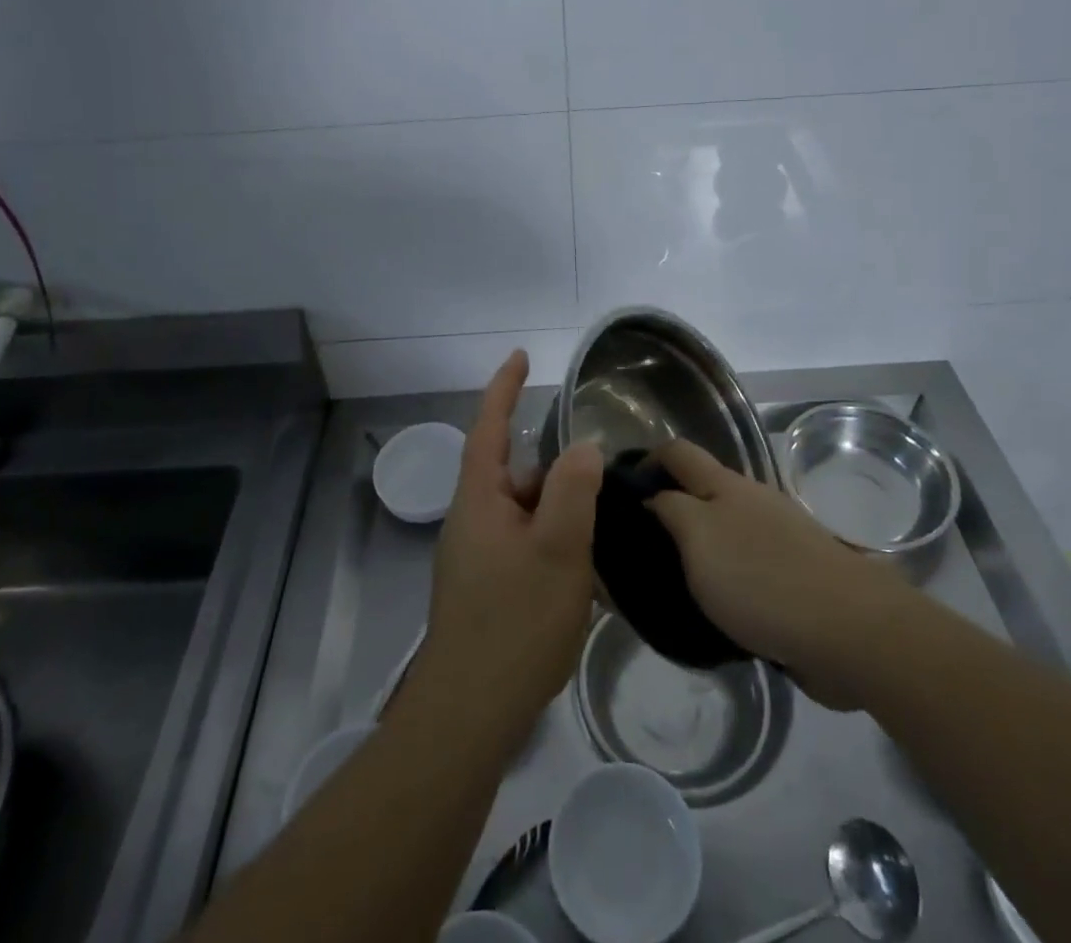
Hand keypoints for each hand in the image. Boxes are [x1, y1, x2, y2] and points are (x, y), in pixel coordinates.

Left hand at [417, 352, 603, 754]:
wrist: (470, 714)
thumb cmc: (514, 622)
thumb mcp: (558, 550)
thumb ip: (573, 491)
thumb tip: (584, 447)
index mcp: (479, 499)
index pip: (489, 427)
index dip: (504, 389)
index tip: (520, 356)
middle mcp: (472, 520)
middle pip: (516, 475)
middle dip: (555, 474)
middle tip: (598, 483)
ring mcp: (477, 557)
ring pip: (526, 514)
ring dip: (558, 515)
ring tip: (600, 532)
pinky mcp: (486, 588)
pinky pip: (525, 546)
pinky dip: (553, 545)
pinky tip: (583, 572)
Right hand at [647, 440, 901, 709]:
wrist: (848, 630)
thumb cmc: (760, 577)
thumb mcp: (698, 538)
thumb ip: (670, 510)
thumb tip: (654, 497)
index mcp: (726, 485)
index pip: (678, 452)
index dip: (648, 460)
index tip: (622, 490)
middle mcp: (753, 501)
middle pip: (703, 489)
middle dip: (672, 505)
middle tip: (641, 544)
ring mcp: (780, 537)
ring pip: (727, 529)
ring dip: (701, 545)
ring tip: (672, 580)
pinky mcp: (797, 576)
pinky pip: (749, 565)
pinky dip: (728, 576)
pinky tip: (717, 608)